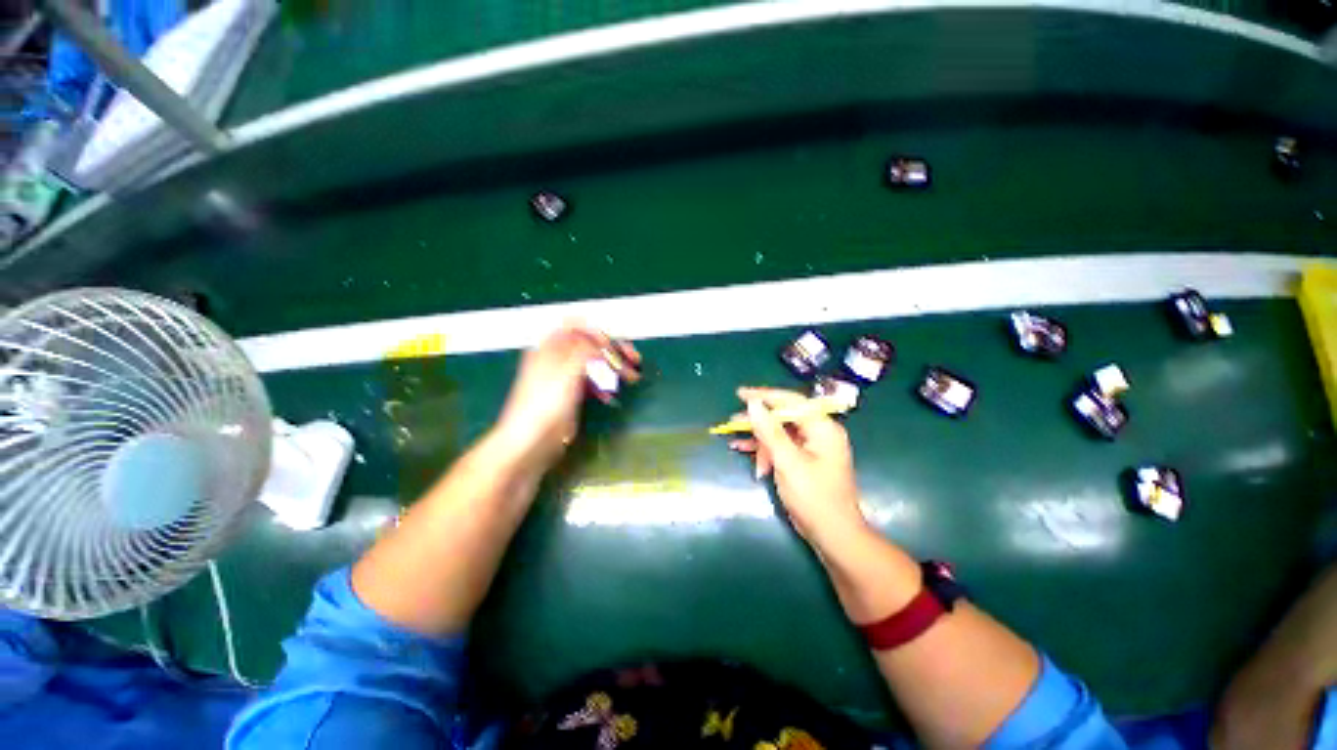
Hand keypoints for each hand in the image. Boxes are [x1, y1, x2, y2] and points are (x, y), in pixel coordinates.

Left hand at [493, 323, 639, 467]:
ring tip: (631, 377)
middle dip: (613, 350)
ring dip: (613, 368)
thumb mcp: (566, 372)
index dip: (599, 331)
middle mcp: (557, 357)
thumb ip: (586, 351)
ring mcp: (563, 376)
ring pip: (593, 363)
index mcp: (551, 347)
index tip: (616, 345)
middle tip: (634, 359)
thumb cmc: (544, 405)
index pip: (577, 325)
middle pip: (590, 344)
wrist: (529, 443)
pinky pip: (591, 382)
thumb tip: (604, 343)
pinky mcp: (569, 394)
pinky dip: (603, 385)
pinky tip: (610, 396)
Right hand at [728, 387, 865, 544]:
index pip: (790, 401)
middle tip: (732, 422)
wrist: (833, 536)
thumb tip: (753, 404)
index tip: (740, 394)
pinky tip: (746, 453)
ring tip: (735, 442)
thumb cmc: (813, 497)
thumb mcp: (788, 461)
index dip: (764, 396)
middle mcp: (819, 432)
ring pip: (780, 433)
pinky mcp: (805, 460)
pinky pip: (782, 447)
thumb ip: (769, 431)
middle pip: (783, 416)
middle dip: (758, 421)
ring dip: (759, 439)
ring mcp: (812, 447)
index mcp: (822, 427)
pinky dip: (765, 450)